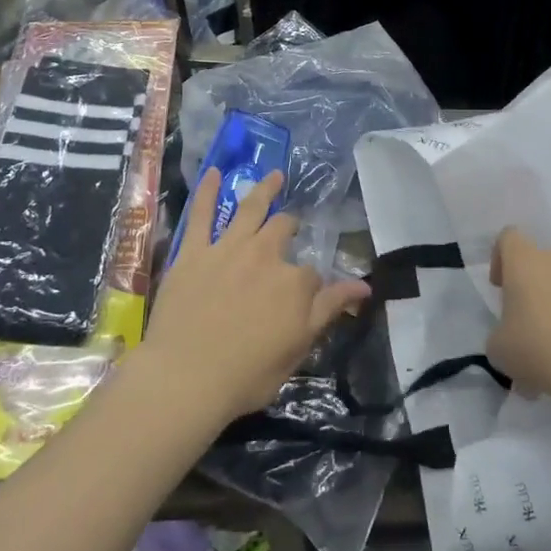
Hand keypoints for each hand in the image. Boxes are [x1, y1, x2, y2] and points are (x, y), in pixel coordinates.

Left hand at [140, 169, 369, 421]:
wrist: (185, 378)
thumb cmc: (247, 373)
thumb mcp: (300, 347)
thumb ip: (331, 309)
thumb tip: (365, 285)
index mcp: (294, 282)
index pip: (312, 274)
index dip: (311, 284)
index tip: (308, 295)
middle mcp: (265, 255)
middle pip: (284, 230)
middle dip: (291, 226)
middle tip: (292, 227)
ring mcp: (227, 249)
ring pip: (250, 209)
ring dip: (265, 189)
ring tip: (274, 175)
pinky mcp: (193, 252)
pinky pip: (201, 215)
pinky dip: (207, 191)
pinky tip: (212, 172)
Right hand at [488, 228, 550, 411]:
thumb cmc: (534, 347)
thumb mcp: (497, 346)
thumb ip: (499, 331)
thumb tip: (511, 334)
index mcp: (524, 260)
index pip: (508, 237)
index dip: (499, 258)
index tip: (499, 287)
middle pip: (537, 260)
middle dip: (528, 284)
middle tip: (522, 317)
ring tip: (547, 342)